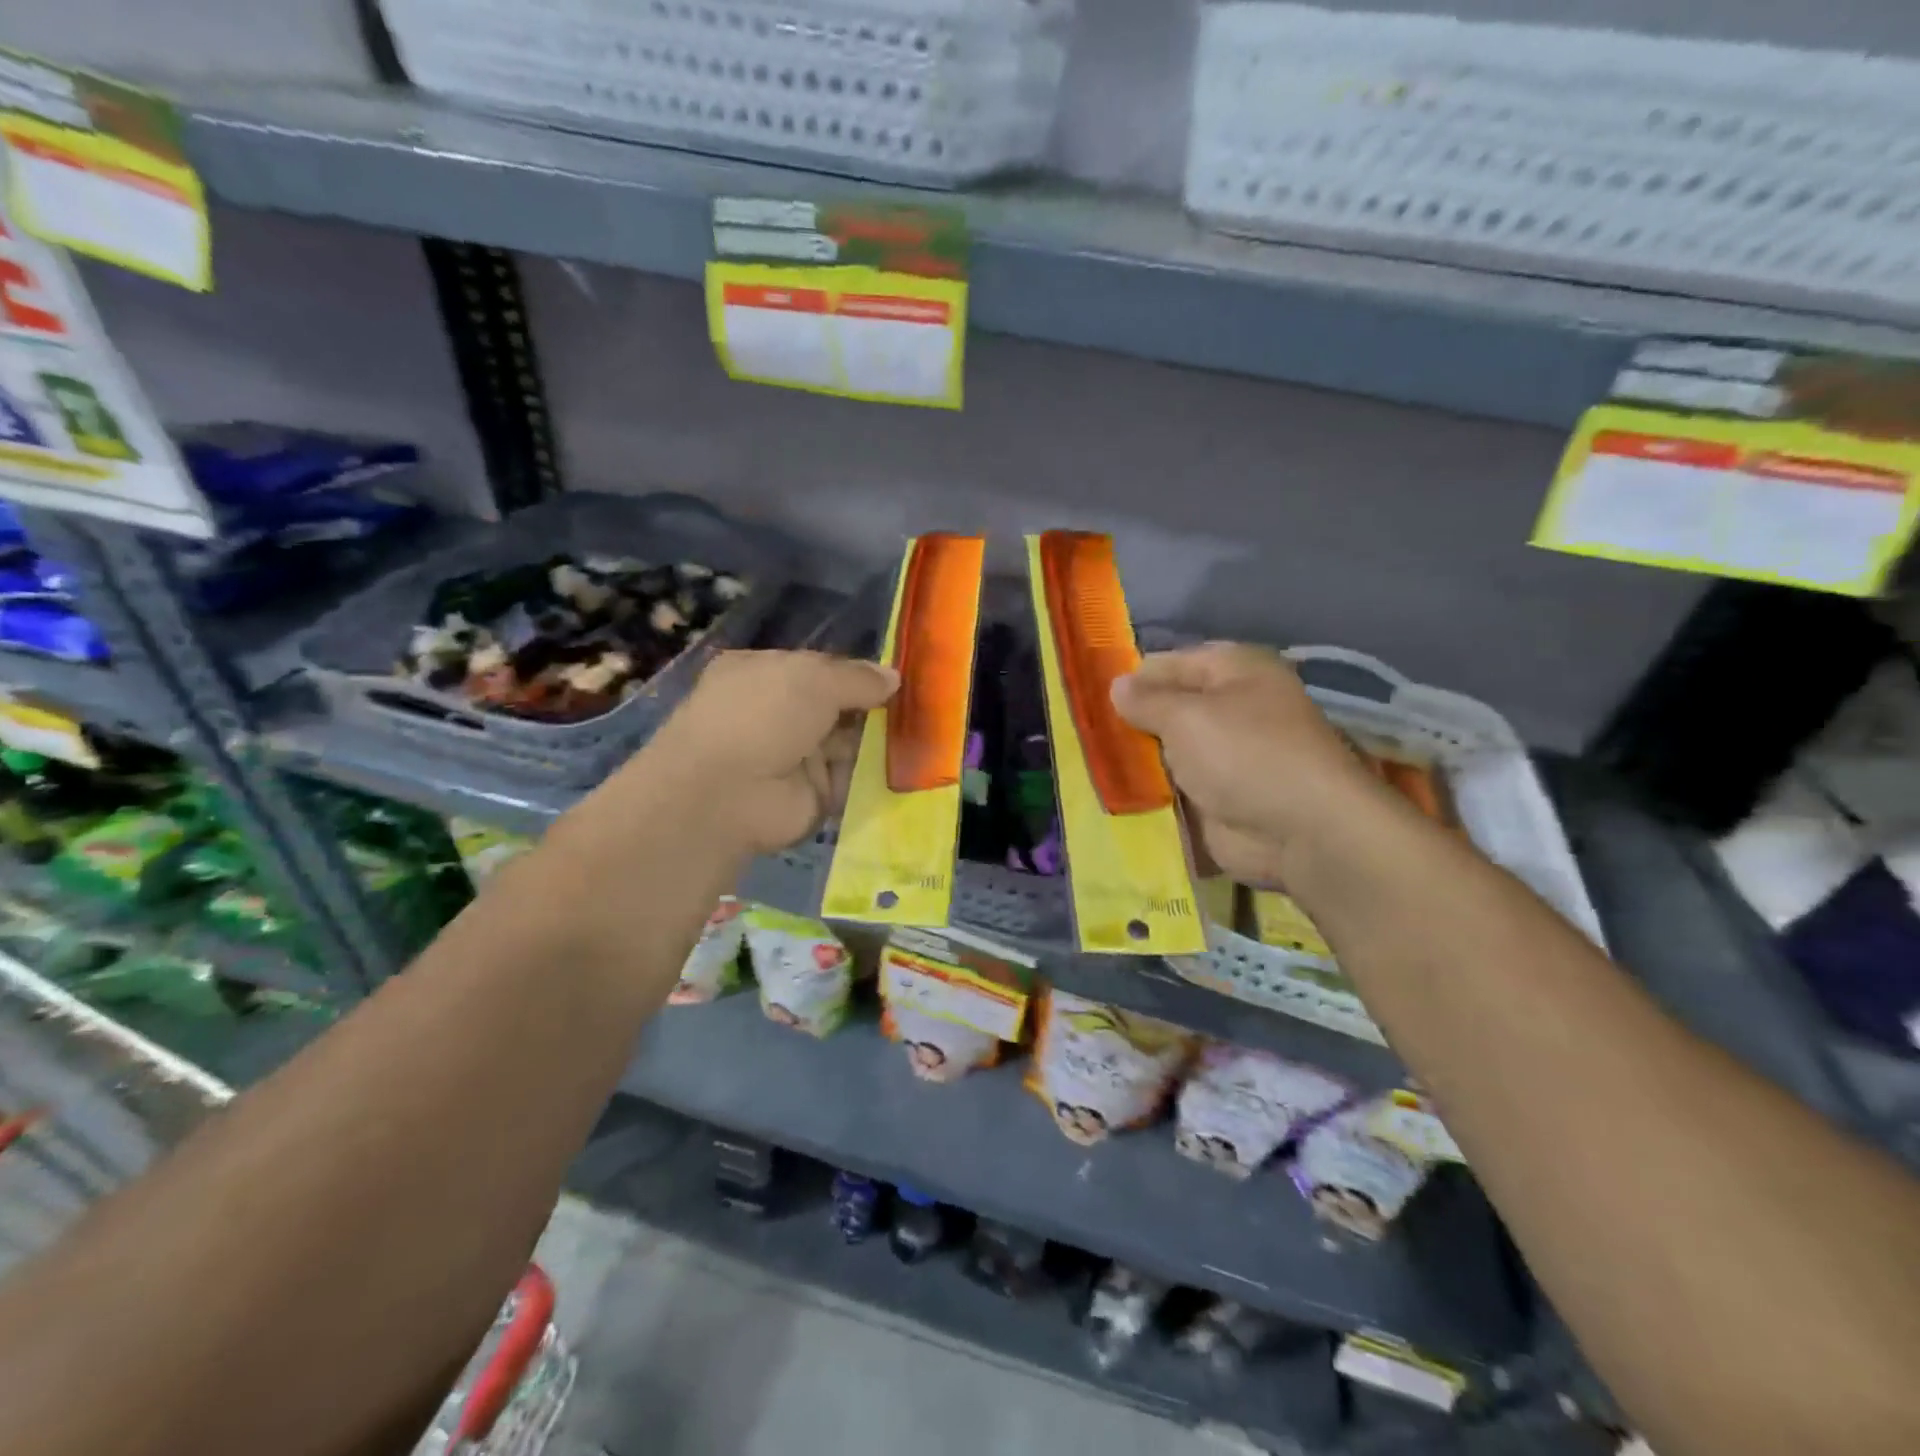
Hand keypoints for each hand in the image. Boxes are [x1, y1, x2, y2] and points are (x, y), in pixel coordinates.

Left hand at [614, 650, 897, 856]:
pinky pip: (851, 779)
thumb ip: (857, 677)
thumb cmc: (763, 717)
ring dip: (880, 740)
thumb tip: (894, 676)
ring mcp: (794, 756)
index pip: (819, 668)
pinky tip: (912, 766)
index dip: (856, 672)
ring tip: (926, 735)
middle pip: (836, 707)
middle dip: (874, 707)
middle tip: (922, 706)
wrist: (727, 795)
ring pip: (848, 743)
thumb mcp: (814, 679)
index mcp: (763, 673)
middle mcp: (776, 713)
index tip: (897, 678)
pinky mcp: (811, 794)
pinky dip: (876, 775)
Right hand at [1111, 643, 1382, 888]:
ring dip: (1135, 760)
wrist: (1301, 832)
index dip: (1130, 679)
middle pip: (1166, 708)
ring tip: (1087, 764)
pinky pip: (1172, 788)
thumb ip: (1146, 700)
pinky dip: (1148, 792)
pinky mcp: (1217, 798)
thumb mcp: (1186, 716)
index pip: (1167, 664)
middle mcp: (1230, 708)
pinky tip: (1111, 794)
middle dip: (1128, 723)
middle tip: (1082, 735)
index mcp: (1233, 671)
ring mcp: (1224, 756)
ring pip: (1165, 751)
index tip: (1086, 698)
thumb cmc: (1245, 754)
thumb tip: (1116, 684)